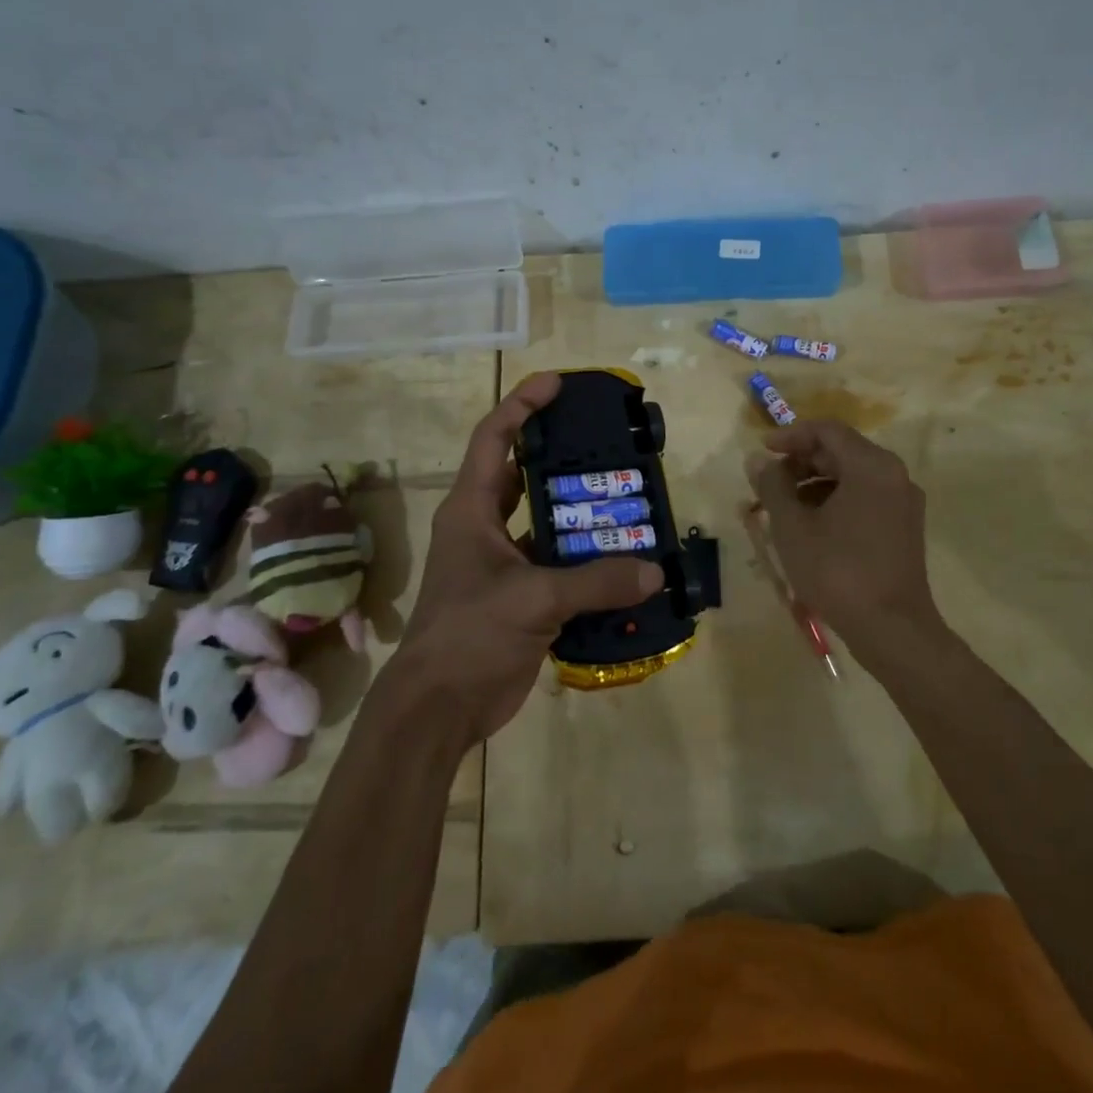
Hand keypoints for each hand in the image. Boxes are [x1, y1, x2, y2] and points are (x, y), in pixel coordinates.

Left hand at [391, 373, 663, 743]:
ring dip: (581, 513)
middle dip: (562, 456)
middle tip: (609, 443)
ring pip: (546, 522)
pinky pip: (560, 565)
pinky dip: (588, 561)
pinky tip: (625, 558)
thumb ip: (594, 582)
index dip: (522, 405)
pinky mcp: (521, 597)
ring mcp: (503, 564)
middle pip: (524, 475)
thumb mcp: (532, 600)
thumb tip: (653, 572)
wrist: (439, 709)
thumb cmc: (469, 636)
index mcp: (471, 510)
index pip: (494, 439)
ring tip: (628, 497)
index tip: (557, 383)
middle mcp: (485, 527)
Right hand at [748, 420, 943, 669]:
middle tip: (768, 482)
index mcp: (871, 466)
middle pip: (842, 451)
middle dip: (801, 462)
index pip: (827, 431)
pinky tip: (810, 526)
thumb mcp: (793, 527)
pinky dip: (835, 501)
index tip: (762, 450)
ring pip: (853, 476)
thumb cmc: (838, 571)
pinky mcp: (904, 527)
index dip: (791, 435)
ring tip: (783, 508)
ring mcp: (903, 502)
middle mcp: (894, 475)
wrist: (892, 630)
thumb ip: (772, 486)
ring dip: (815, 483)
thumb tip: (758, 461)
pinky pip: (865, 498)